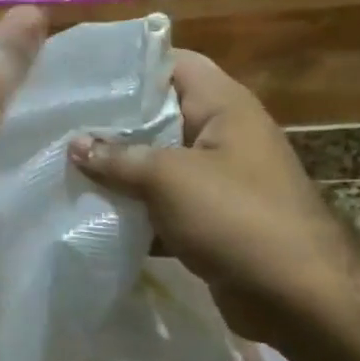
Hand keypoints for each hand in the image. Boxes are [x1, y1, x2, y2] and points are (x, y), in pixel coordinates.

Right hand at [68, 51, 359, 341]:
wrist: (297, 297)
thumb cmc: (236, 217)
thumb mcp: (169, 178)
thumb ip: (119, 158)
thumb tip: (75, 144)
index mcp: (223, 106)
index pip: (174, 63)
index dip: (130, 65)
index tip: (83, 77)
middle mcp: (222, 135)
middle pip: (159, 115)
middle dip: (113, 123)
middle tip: (62, 125)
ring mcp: (218, 180)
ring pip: (158, 163)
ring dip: (119, 170)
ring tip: (66, 166)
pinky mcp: (210, 220)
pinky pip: (164, 204)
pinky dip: (135, 209)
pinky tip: (92, 213)